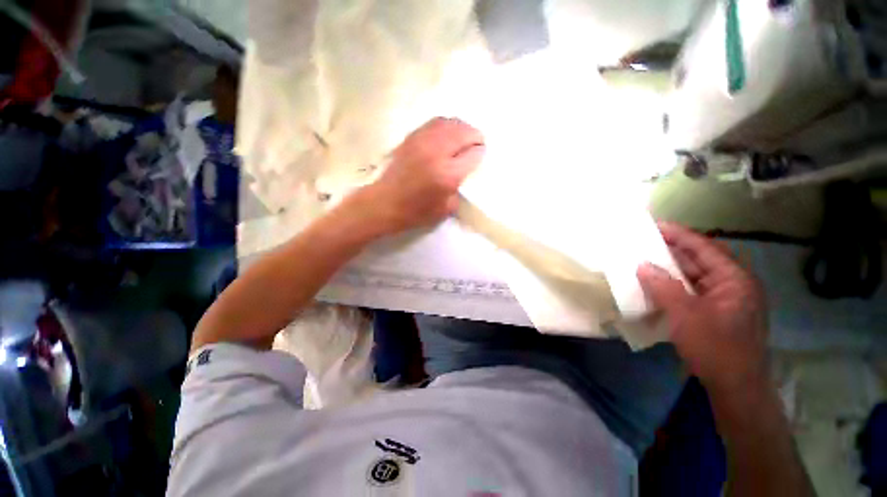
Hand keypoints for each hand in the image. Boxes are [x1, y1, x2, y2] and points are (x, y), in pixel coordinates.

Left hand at [364, 117, 484, 234]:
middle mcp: (437, 151)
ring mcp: (423, 141)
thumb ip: (459, 189)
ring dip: (461, 128)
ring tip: (462, 138)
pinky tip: (446, 135)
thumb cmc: (415, 212)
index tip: (478, 159)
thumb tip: (464, 172)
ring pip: (450, 122)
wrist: (383, 203)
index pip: (474, 153)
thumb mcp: (445, 210)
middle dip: (475, 137)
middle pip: (465, 131)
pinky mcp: (411, 137)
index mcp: (447, 173)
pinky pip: (435, 122)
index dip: (480, 154)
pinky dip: (446, 126)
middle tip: (475, 145)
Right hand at [637, 223, 768, 395]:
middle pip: (701, 259)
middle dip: (673, 249)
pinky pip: (693, 290)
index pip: (704, 247)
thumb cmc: (715, 348)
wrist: (736, 386)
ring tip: (646, 259)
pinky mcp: (717, 312)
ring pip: (696, 275)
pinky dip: (675, 284)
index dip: (679, 234)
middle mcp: (733, 284)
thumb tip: (642, 265)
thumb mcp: (686, 315)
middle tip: (645, 241)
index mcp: (734, 279)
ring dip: (672, 268)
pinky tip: (657, 284)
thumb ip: (663, 286)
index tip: (654, 225)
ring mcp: (726, 299)